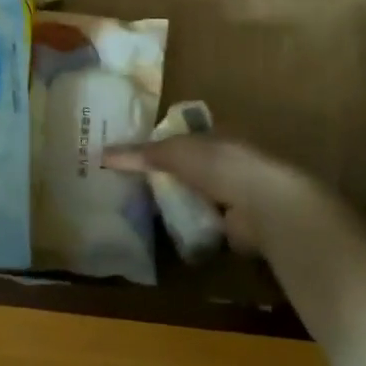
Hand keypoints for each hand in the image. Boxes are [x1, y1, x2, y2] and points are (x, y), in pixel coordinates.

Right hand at [103, 136, 331, 256]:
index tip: (136, 154)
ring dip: (182, 201)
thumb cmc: (220, 165)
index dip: (162, 142)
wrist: (264, 204)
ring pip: (200, 194)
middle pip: (192, 166)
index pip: (186, 135)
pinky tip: (171, 230)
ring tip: (146, 208)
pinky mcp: (239, 225)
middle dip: (169, 174)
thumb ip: (140, 154)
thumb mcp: (173, 152)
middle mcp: (229, 161)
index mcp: (218, 135)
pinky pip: (207, 222)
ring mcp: (236, 193)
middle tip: (134, 183)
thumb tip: (102, 153)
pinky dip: (193, 226)